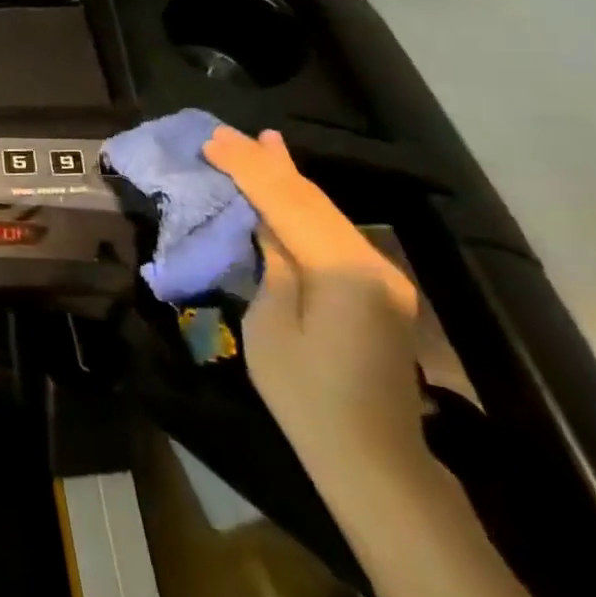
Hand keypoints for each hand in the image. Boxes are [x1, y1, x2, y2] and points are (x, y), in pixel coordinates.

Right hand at [204, 127, 427, 491]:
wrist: (374, 462)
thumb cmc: (308, 399)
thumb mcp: (270, 328)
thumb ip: (273, 266)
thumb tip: (267, 227)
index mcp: (343, 271)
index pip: (288, 203)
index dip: (248, 168)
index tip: (213, 140)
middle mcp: (371, 263)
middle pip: (311, 200)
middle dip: (267, 164)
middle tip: (229, 134)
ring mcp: (381, 276)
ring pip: (326, 213)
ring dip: (288, 179)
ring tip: (261, 144)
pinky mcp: (378, 289)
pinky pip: (334, 234)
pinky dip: (305, 207)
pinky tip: (291, 188)